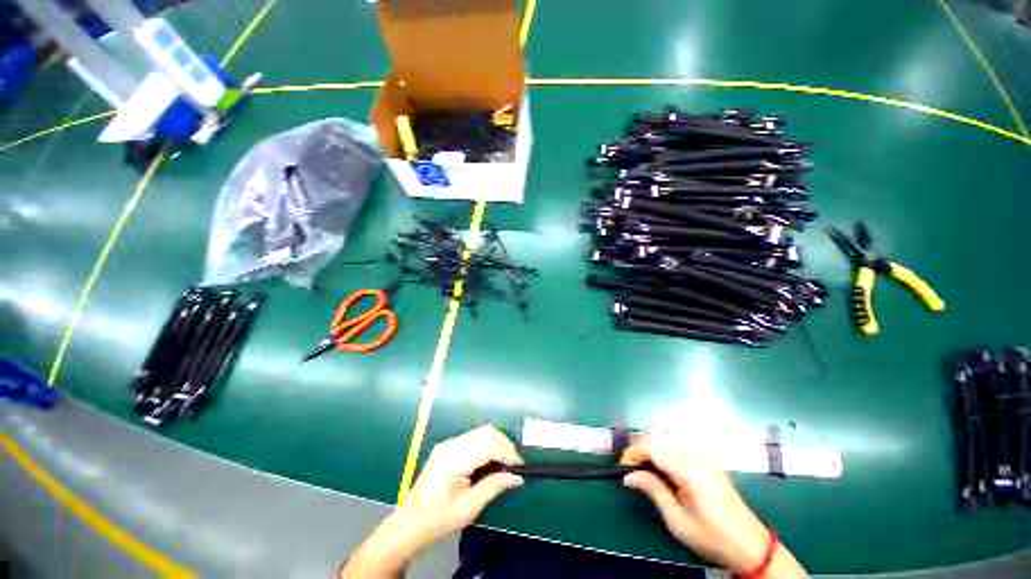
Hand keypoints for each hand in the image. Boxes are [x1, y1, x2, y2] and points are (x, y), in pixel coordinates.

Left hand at [401, 424, 524, 542]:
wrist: (411, 521)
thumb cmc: (440, 518)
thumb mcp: (470, 507)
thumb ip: (494, 486)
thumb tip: (517, 477)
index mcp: (455, 459)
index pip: (488, 446)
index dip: (507, 452)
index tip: (520, 466)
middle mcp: (452, 445)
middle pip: (486, 433)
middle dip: (504, 444)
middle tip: (514, 463)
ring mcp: (449, 443)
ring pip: (480, 432)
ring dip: (496, 442)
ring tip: (504, 461)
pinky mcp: (448, 446)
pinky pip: (473, 437)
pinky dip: (486, 444)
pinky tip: (490, 459)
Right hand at [621, 436, 789, 574]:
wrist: (750, 545)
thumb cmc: (712, 537)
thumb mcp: (678, 521)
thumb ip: (654, 491)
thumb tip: (628, 476)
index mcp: (691, 471)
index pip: (653, 446)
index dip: (633, 452)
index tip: (623, 467)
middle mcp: (698, 456)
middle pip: (659, 437)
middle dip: (639, 448)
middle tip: (631, 468)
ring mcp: (704, 456)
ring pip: (667, 438)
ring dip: (650, 448)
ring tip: (643, 468)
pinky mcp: (708, 459)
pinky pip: (678, 445)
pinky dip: (663, 451)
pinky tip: (662, 468)